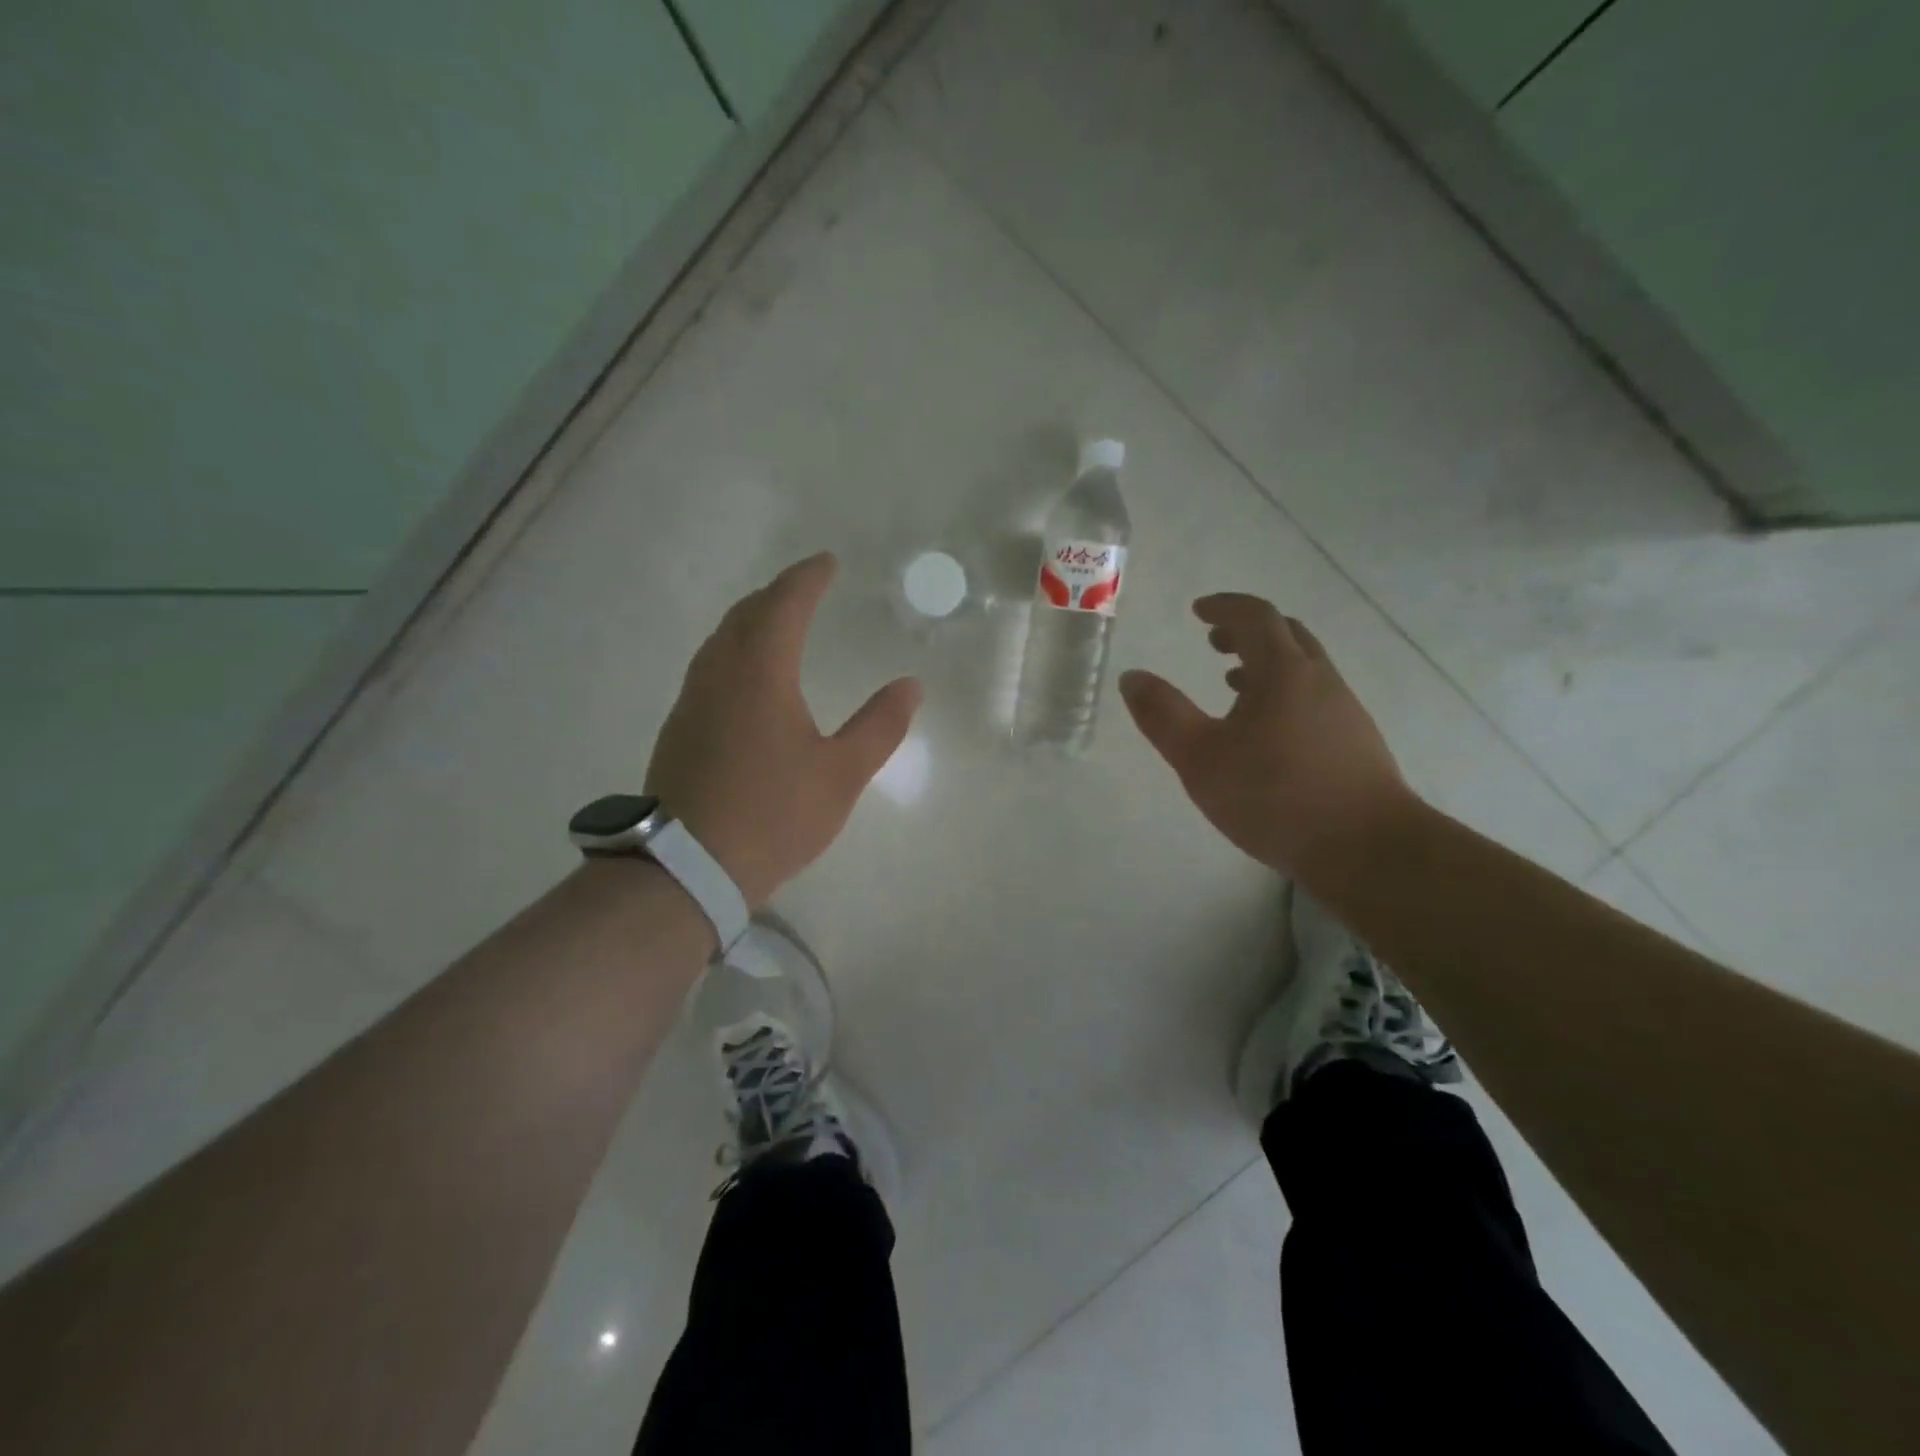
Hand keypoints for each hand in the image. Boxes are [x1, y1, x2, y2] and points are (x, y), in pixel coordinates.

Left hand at [645, 553, 921, 908]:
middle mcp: (719, 673)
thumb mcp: (841, 773)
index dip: (808, 578)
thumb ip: (879, 725)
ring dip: (752, 620)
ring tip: (778, 622)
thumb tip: (911, 685)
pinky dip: (735, 651)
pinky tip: (747, 676)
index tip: (828, 562)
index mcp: (760, 672)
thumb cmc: (774, 814)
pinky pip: (710, 667)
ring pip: (722, 640)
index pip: (784, 604)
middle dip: (778, 594)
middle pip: (746, 614)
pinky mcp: (679, 728)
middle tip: (806, 587)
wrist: (688, 867)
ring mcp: (692, 700)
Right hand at [1118, 593, 1416, 884]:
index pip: (1256, 616)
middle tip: (1215, 642)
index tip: (1198, 611)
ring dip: (1267, 664)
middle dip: (1247, 631)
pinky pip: (1315, 698)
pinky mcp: (1356, 743)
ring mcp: (1345, 711)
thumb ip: (1163, 714)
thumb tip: (1132, 677)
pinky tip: (1268, 733)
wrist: (1367, 849)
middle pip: (1287, 635)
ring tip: (1234, 684)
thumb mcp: (1200, 758)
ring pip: (1304, 669)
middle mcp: (1320, 680)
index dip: (1224, 607)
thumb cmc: (1275, 796)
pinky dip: (1285, 694)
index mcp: (1284, 672)